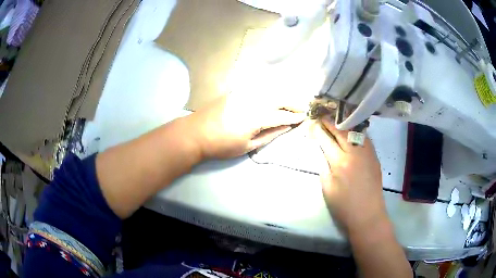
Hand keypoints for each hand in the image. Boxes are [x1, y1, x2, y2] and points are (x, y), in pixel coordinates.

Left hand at [185, 94, 305, 159]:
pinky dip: (270, 91)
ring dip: (283, 95)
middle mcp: (253, 100)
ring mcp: (244, 93)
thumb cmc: (221, 145)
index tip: (304, 118)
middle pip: (279, 98)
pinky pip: (258, 88)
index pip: (282, 115)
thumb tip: (286, 127)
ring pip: (269, 90)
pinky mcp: (236, 91)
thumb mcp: (247, 146)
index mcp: (257, 117)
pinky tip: (273, 95)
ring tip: (291, 102)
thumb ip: (269, 135)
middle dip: (293, 103)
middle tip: (302, 108)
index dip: (294, 117)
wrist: (196, 133)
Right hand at [312, 117, 386, 231]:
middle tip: (322, 116)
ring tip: (336, 120)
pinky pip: (364, 138)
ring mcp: (367, 153)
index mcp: (340, 163)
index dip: (318, 131)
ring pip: (354, 132)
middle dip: (330, 123)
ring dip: (344, 124)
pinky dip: (356, 132)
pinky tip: (351, 131)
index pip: (326, 141)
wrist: (368, 214)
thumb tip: (322, 153)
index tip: (312, 123)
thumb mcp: (327, 189)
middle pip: (341, 132)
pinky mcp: (374, 156)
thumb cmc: (344, 206)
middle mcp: (354, 153)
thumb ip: (323, 168)